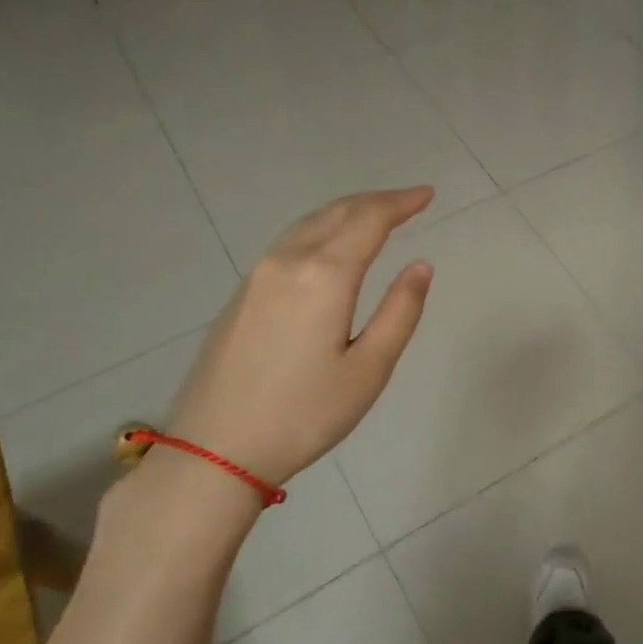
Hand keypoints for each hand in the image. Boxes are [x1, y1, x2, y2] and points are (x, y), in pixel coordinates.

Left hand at [169, 187, 436, 489]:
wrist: (215, 449)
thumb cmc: (304, 414)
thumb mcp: (368, 370)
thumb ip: (400, 312)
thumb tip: (421, 266)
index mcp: (324, 276)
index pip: (369, 220)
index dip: (401, 202)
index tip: (427, 194)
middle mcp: (287, 262)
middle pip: (337, 213)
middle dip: (376, 202)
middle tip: (409, 201)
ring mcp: (257, 276)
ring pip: (308, 224)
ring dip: (346, 213)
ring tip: (376, 216)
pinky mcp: (241, 295)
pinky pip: (289, 243)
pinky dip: (321, 230)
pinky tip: (330, 247)